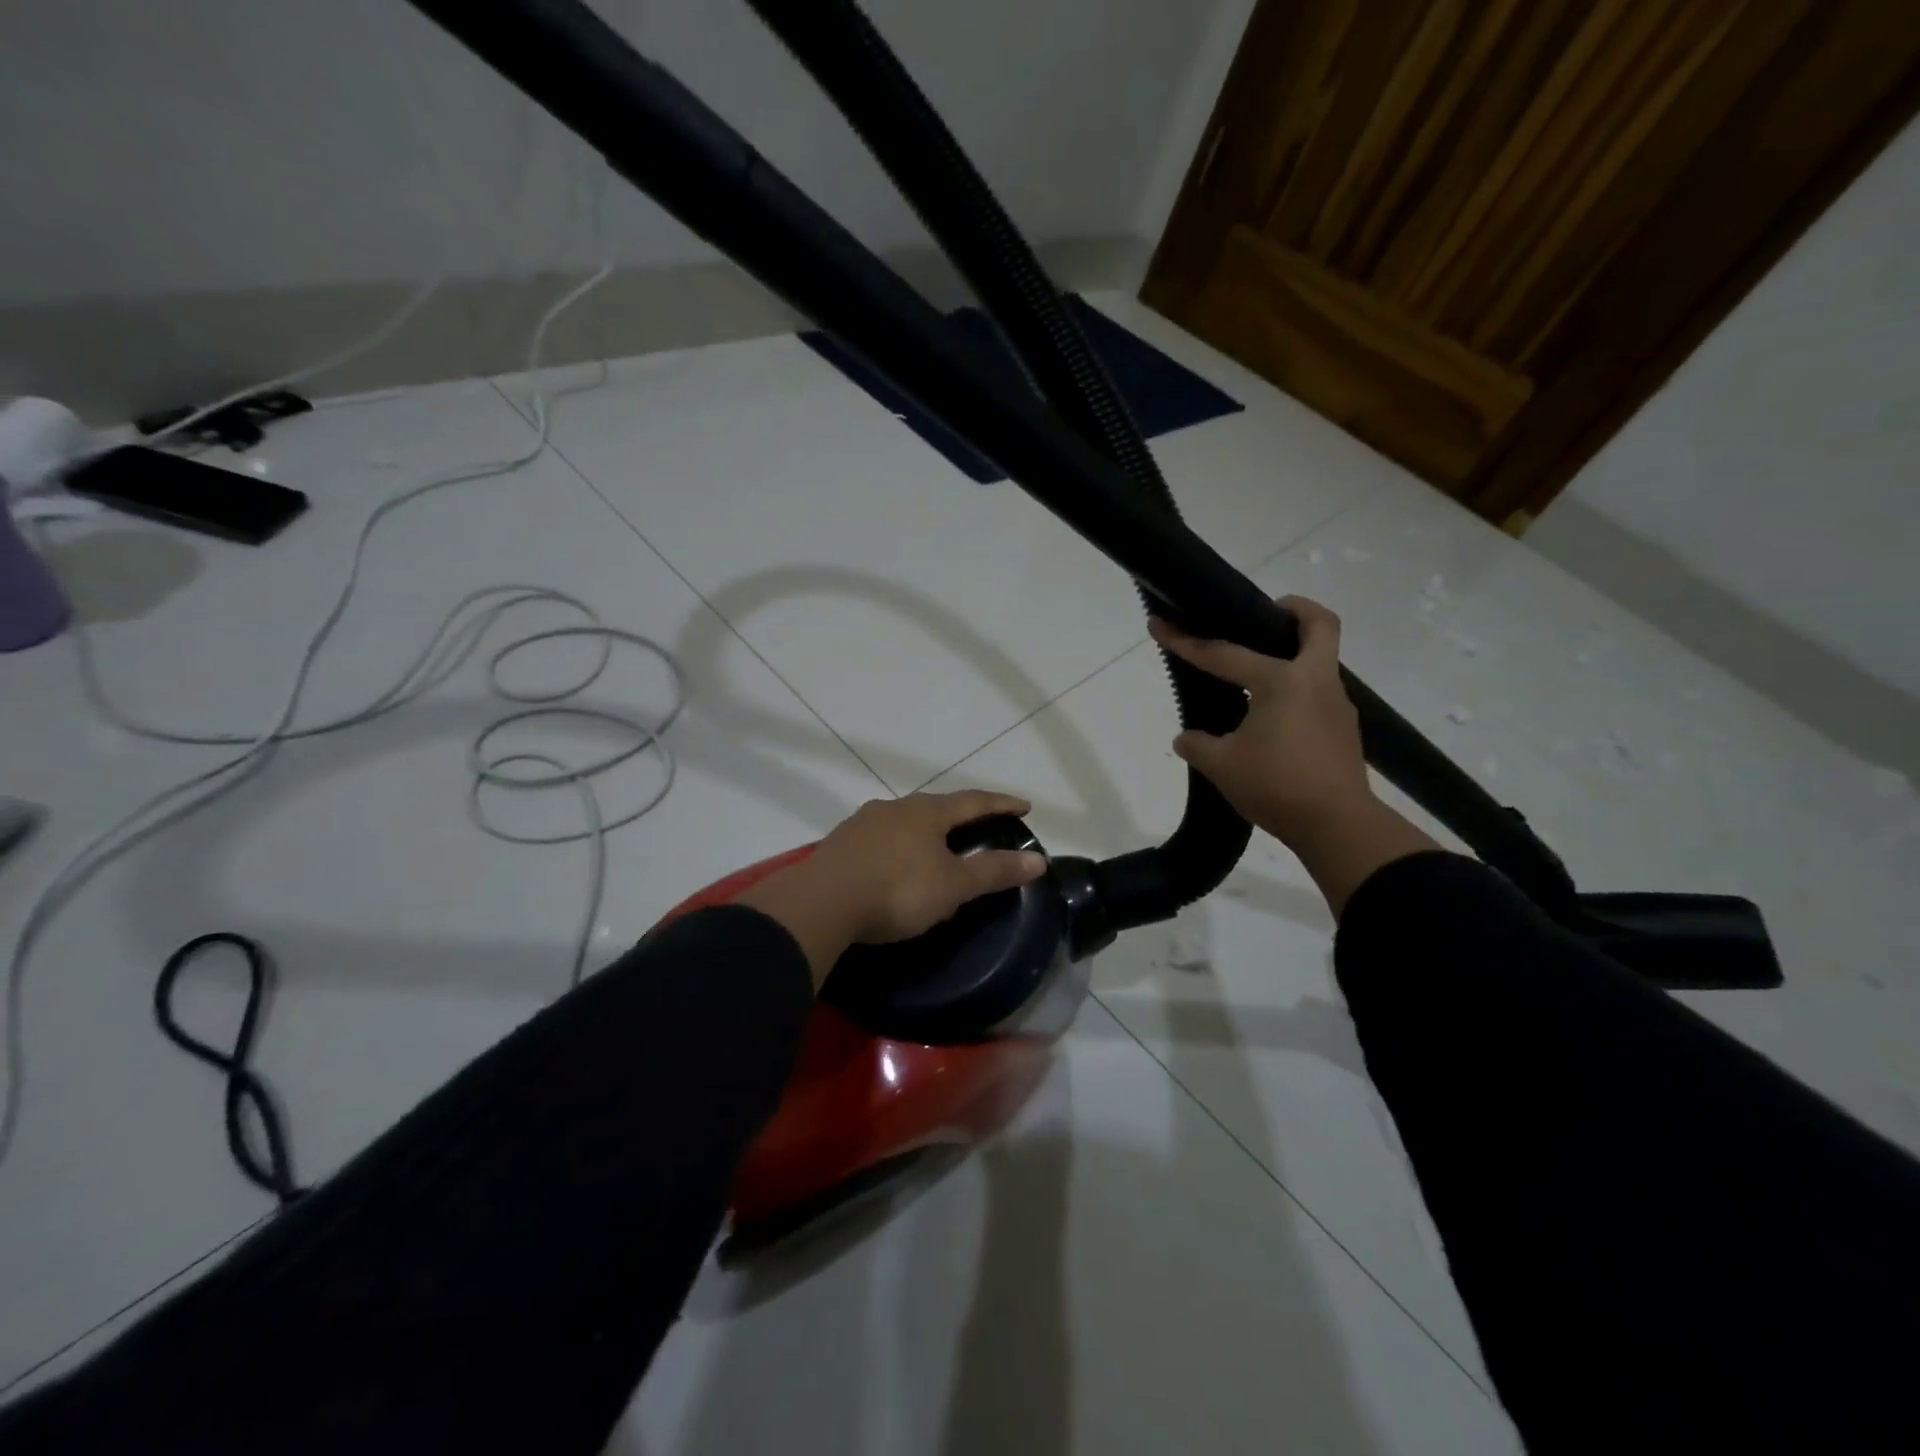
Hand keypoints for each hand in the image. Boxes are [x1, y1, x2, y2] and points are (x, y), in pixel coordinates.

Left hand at [737, 791, 1047, 985]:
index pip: (974, 801)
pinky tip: (896, 864)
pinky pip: (881, 840)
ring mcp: (864, 823)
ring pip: (905, 822)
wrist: (822, 903)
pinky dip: (898, 848)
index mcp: (927, 812)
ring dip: (926, 831)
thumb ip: (994, 871)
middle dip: (961, 816)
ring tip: (937, 847)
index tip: (1024, 805)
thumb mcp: (953, 885)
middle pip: (937, 807)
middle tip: (979, 826)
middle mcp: (896, 807)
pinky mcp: (841, 844)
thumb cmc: (898, 890)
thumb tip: (1038, 860)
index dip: (1001, 803)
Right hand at [1151, 596, 1436, 915]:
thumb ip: (1197, 745)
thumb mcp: (1221, 766)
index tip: (1160, 625)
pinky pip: (1318, 693)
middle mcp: (1316, 682)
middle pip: (1318, 625)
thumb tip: (1187, 738)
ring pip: (1320, 660)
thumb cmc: (1277, 786)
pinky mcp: (1343, 730)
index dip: (1187, 642)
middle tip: (1263, 614)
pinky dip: (1296, 691)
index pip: (1225, 655)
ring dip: (1293, 655)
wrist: (1338, 826)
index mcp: (1283, 681)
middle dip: (1293, 609)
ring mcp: (1336, 705)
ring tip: (1256, 675)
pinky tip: (1272, 717)